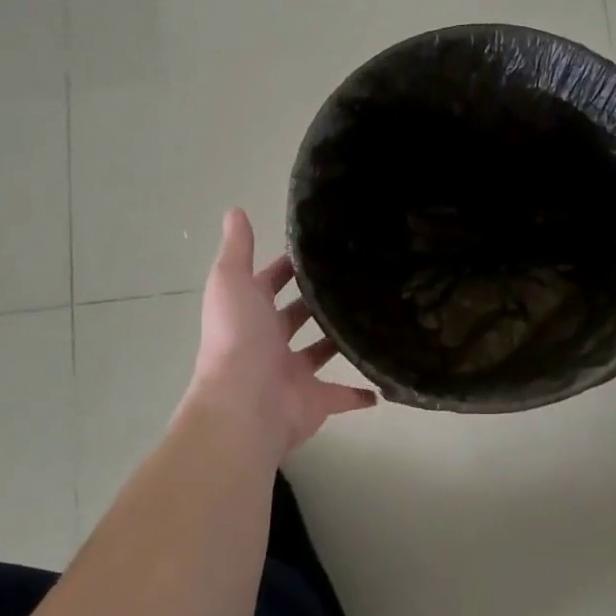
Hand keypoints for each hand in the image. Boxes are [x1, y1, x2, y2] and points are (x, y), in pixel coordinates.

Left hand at [186, 209, 377, 458]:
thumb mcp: (232, 282)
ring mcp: (293, 374)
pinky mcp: (316, 401)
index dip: (288, 267)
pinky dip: (360, 393)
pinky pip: (342, 396)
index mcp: (252, 314)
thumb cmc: (238, 338)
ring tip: (374, 318)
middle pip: (296, 317)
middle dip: (316, 301)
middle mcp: (270, 343)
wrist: (244, 405)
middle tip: (357, 278)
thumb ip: (238, 249)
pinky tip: (382, 382)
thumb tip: (235, 209)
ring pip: (320, 353)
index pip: (270, 283)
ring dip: (338, 341)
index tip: (322, 248)